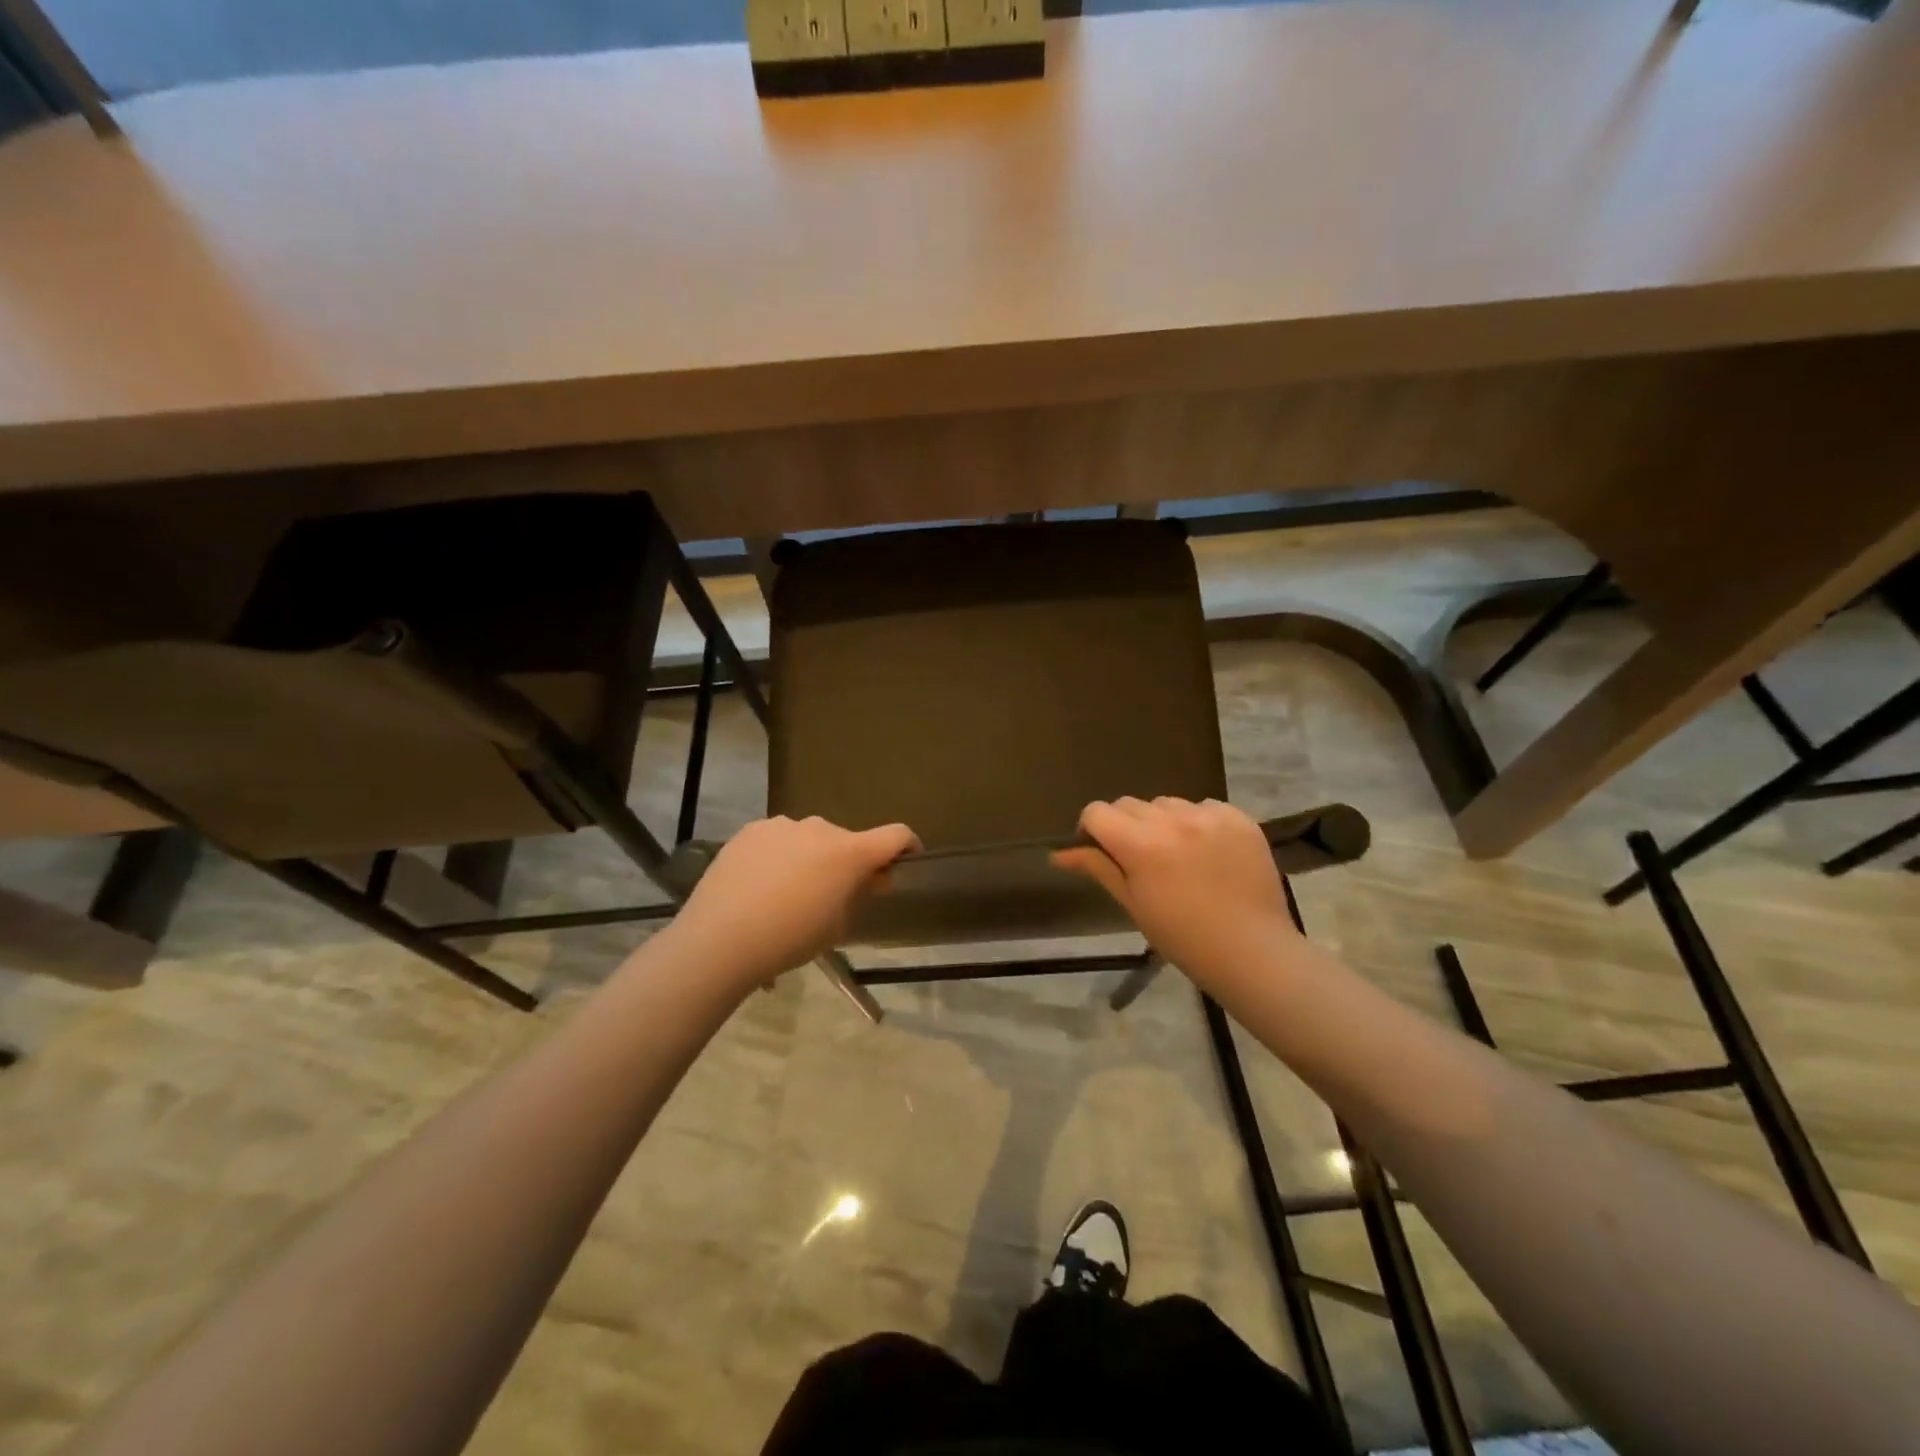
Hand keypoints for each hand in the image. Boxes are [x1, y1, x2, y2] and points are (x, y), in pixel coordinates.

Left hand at [669, 816, 918, 988]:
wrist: (720, 939)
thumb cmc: (790, 939)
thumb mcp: (836, 926)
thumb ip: (858, 895)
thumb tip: (870, 878)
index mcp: (849, 852)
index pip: (895, 835)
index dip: (908, 846)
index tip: (905, 862)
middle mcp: (820, 828)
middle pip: (846, 841)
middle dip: (847, 863)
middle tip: (833, 895)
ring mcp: (782, 825)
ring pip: (809, 839)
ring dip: (810, 858)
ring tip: (787, 893)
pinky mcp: (751, 830)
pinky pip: (777, 840)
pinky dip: (780, 856)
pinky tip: (760, 886)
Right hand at [1052, 797, 1299, 987]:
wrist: (1252, 951)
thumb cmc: (1183, 937)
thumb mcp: (1133, 904)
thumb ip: (1098, 867)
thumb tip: (1058, 853)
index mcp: (1140, 844)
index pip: (1097, 812)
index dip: (1093, 829)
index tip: (1103, 851)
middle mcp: (1172, 820)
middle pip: (1130, 804)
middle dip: (1126, 826)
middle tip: (1142, 860)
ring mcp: (1209, 816)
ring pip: (1167, 803)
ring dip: (1163, 822)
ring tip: (1179, 855)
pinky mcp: (1238, 818)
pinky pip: (1204, 807)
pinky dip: (1199, 823)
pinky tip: (1209, 853)